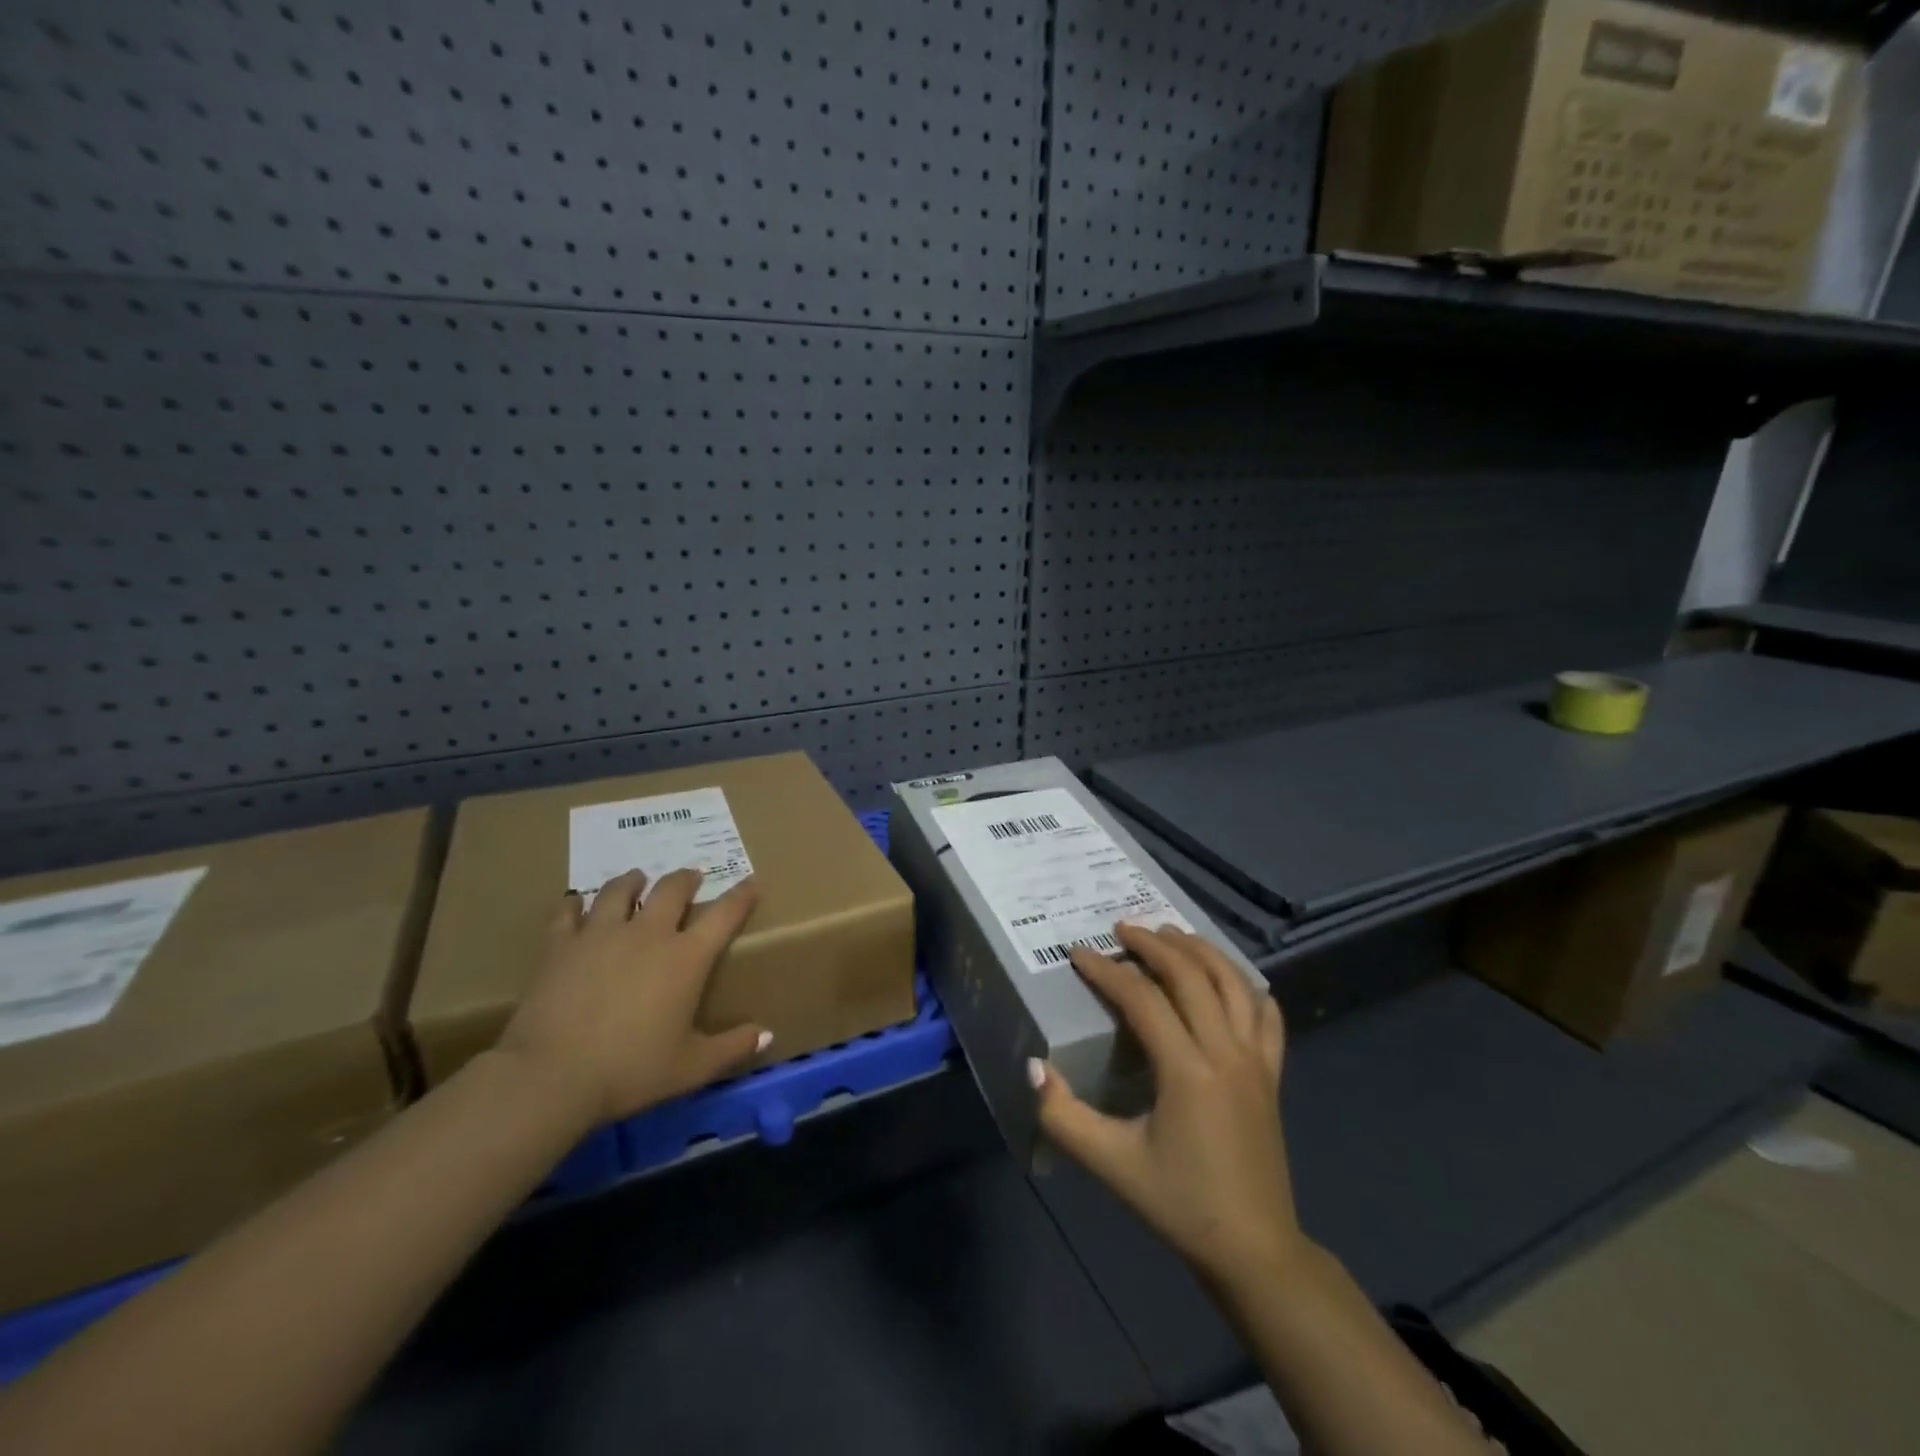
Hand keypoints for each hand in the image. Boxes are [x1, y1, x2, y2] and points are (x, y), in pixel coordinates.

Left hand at [496, 868, 768, 1127]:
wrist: (551, 1077)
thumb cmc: (630, 1071)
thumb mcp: (691, 1068)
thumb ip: (732, 1048)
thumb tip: (766, 1035)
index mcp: (686, 958)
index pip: (724, 915)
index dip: (741, 896)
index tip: (751, 882)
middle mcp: (648, 934)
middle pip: (672, 889)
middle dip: (686, 878)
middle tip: (691, 877)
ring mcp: (601, 934)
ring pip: (620, 890)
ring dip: (633, 881)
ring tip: (637, 879)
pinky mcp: (560, 945)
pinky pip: (568, 912)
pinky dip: (575, 904)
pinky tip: (575, 904)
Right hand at [1032, 924, 1300, 1286]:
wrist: (1254, 1250)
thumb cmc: (1180, 1204)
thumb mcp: (1112, 1164)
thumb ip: (1064, 1116)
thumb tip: (1034, 1066)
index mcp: (1187, 1071)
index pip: (1143, 999)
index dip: (1107, 971)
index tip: (1079, 953)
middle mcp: (1226, 1052)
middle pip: (1191, 975)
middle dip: (1154, 944)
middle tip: (1123, 929)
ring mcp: (1257, 1060)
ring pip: (1233, 982)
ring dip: (1200, 951)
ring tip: (1170, 934)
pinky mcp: (1273, 1074)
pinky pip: (1267, 1014)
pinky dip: (1247, 984)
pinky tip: (1230, 978)